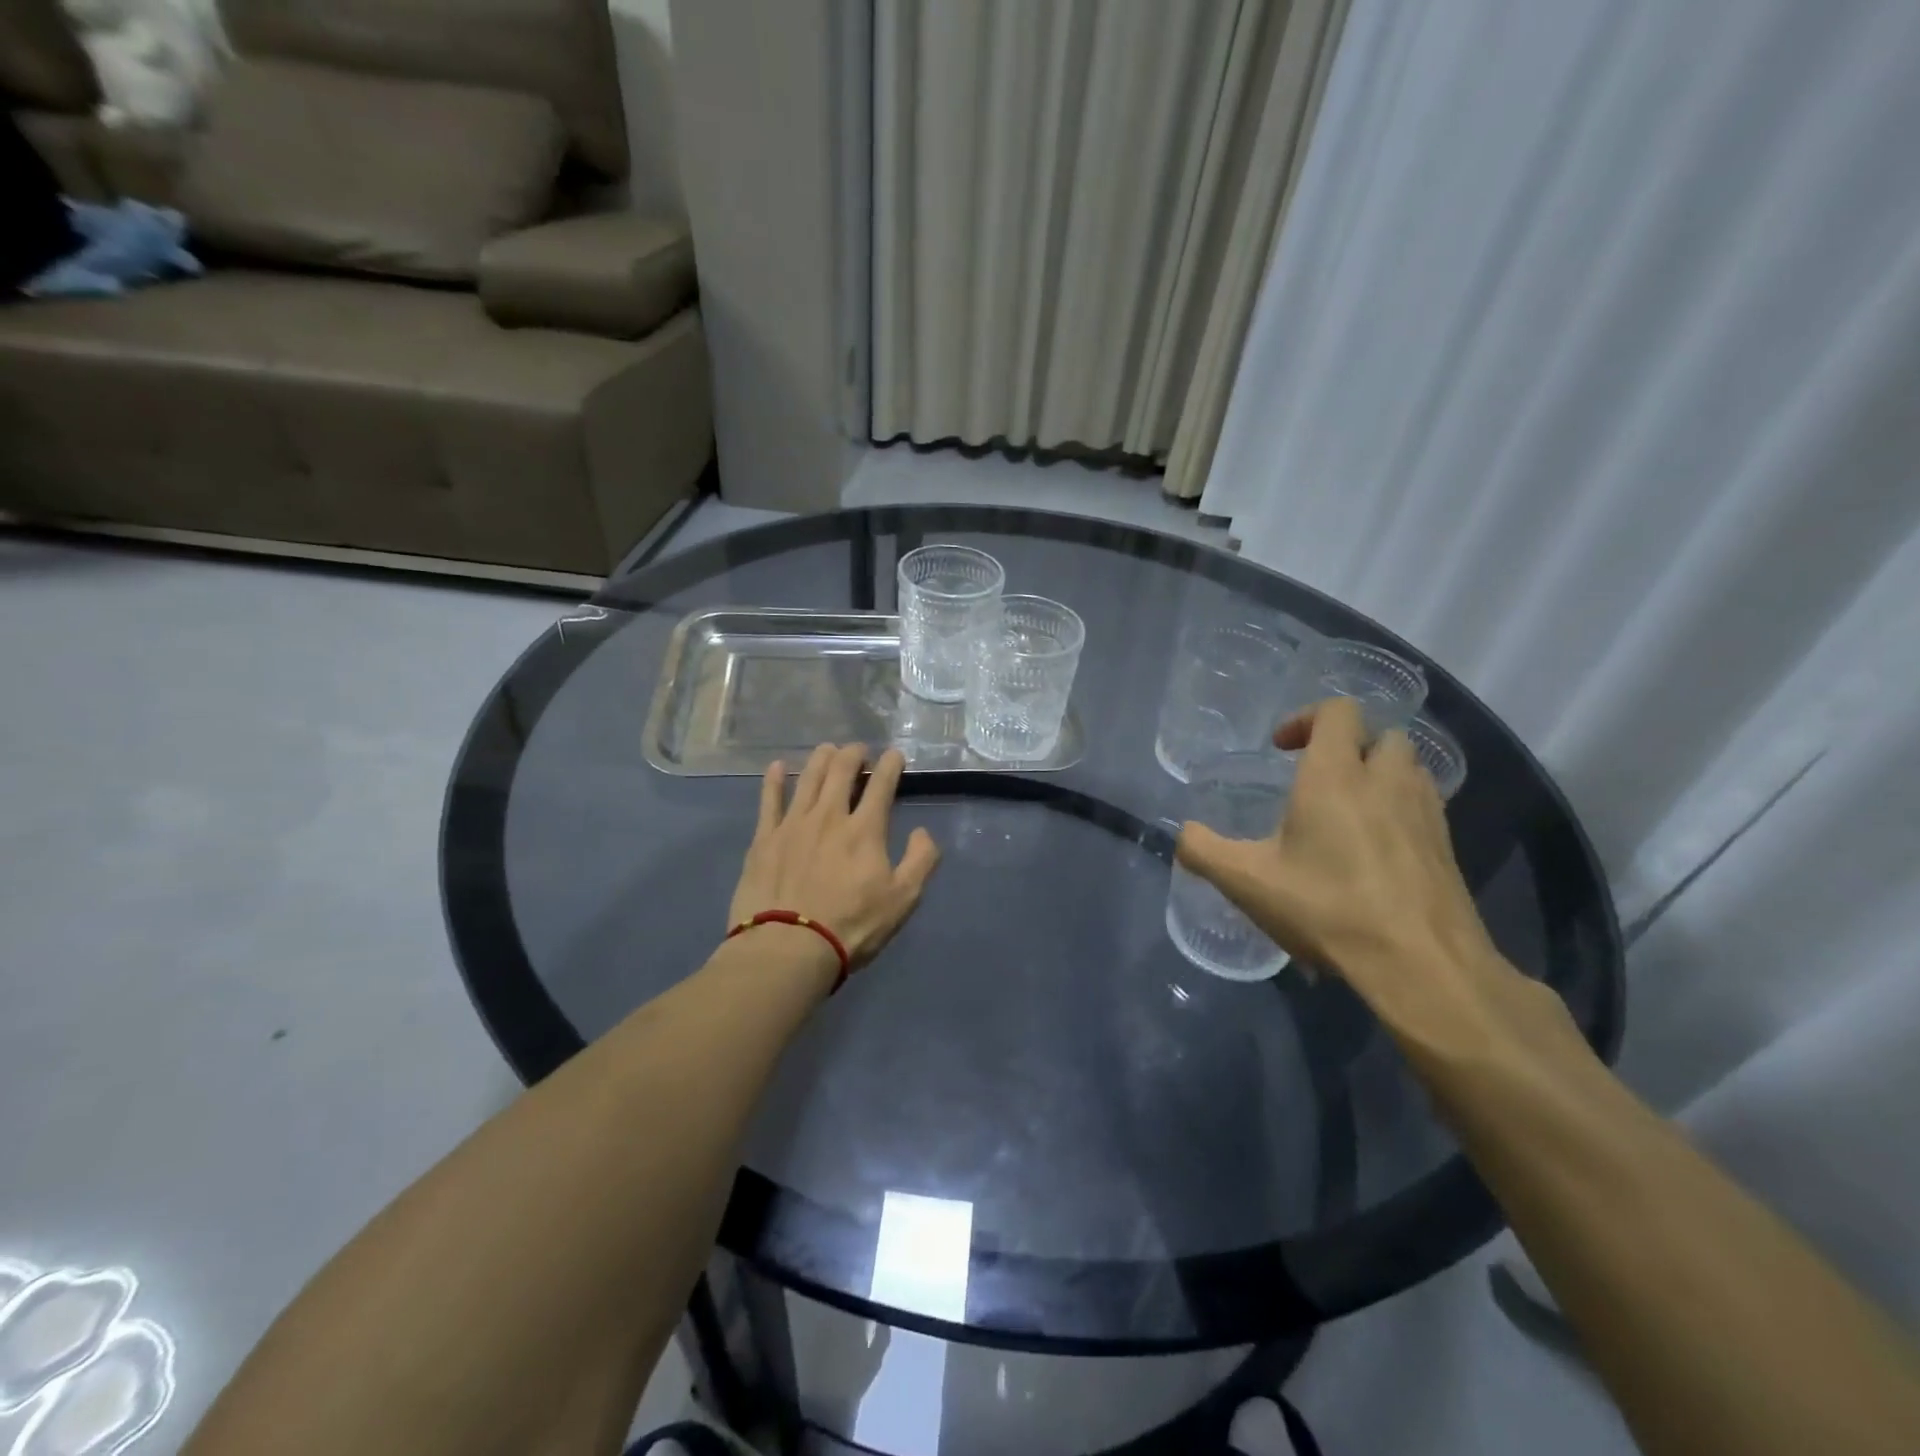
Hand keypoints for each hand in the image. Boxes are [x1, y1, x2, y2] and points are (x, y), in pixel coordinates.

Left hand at [728, 744, 940, 973]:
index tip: (895, 755)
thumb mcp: (903, 900)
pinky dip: (775, 780)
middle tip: (860, 751)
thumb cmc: (851, 926)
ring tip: (828, 750)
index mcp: (865, 829)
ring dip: (822, 758)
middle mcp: (829, 816)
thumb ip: (921, 861)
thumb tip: (921, 832)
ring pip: (809, 777)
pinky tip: (778, 767)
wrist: (787, 949)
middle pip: (842, 770)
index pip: (882, 784)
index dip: (891, 764)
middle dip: (854, 753)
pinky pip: (768, 800)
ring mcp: (793, 824)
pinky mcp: (764, 839)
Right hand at [1175, 698, 1548, 1060]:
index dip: (1306, 718)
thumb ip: (1204, 851)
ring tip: (1347, 810)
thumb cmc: (1327, 909)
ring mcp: (1424, 811)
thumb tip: (1183, 835)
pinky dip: (1398, 808)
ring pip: (1407, 767)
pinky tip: (1375, 849)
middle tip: (1317, 778)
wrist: (1421, 964)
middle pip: (1379, 734)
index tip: (1281, 749)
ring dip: (1377, 773)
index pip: (1337, 711)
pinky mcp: (1446, 845)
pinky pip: (1422, 804)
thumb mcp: (1246, 882)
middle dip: (1348, 745)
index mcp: (1335, 775)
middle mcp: (1385, 780)